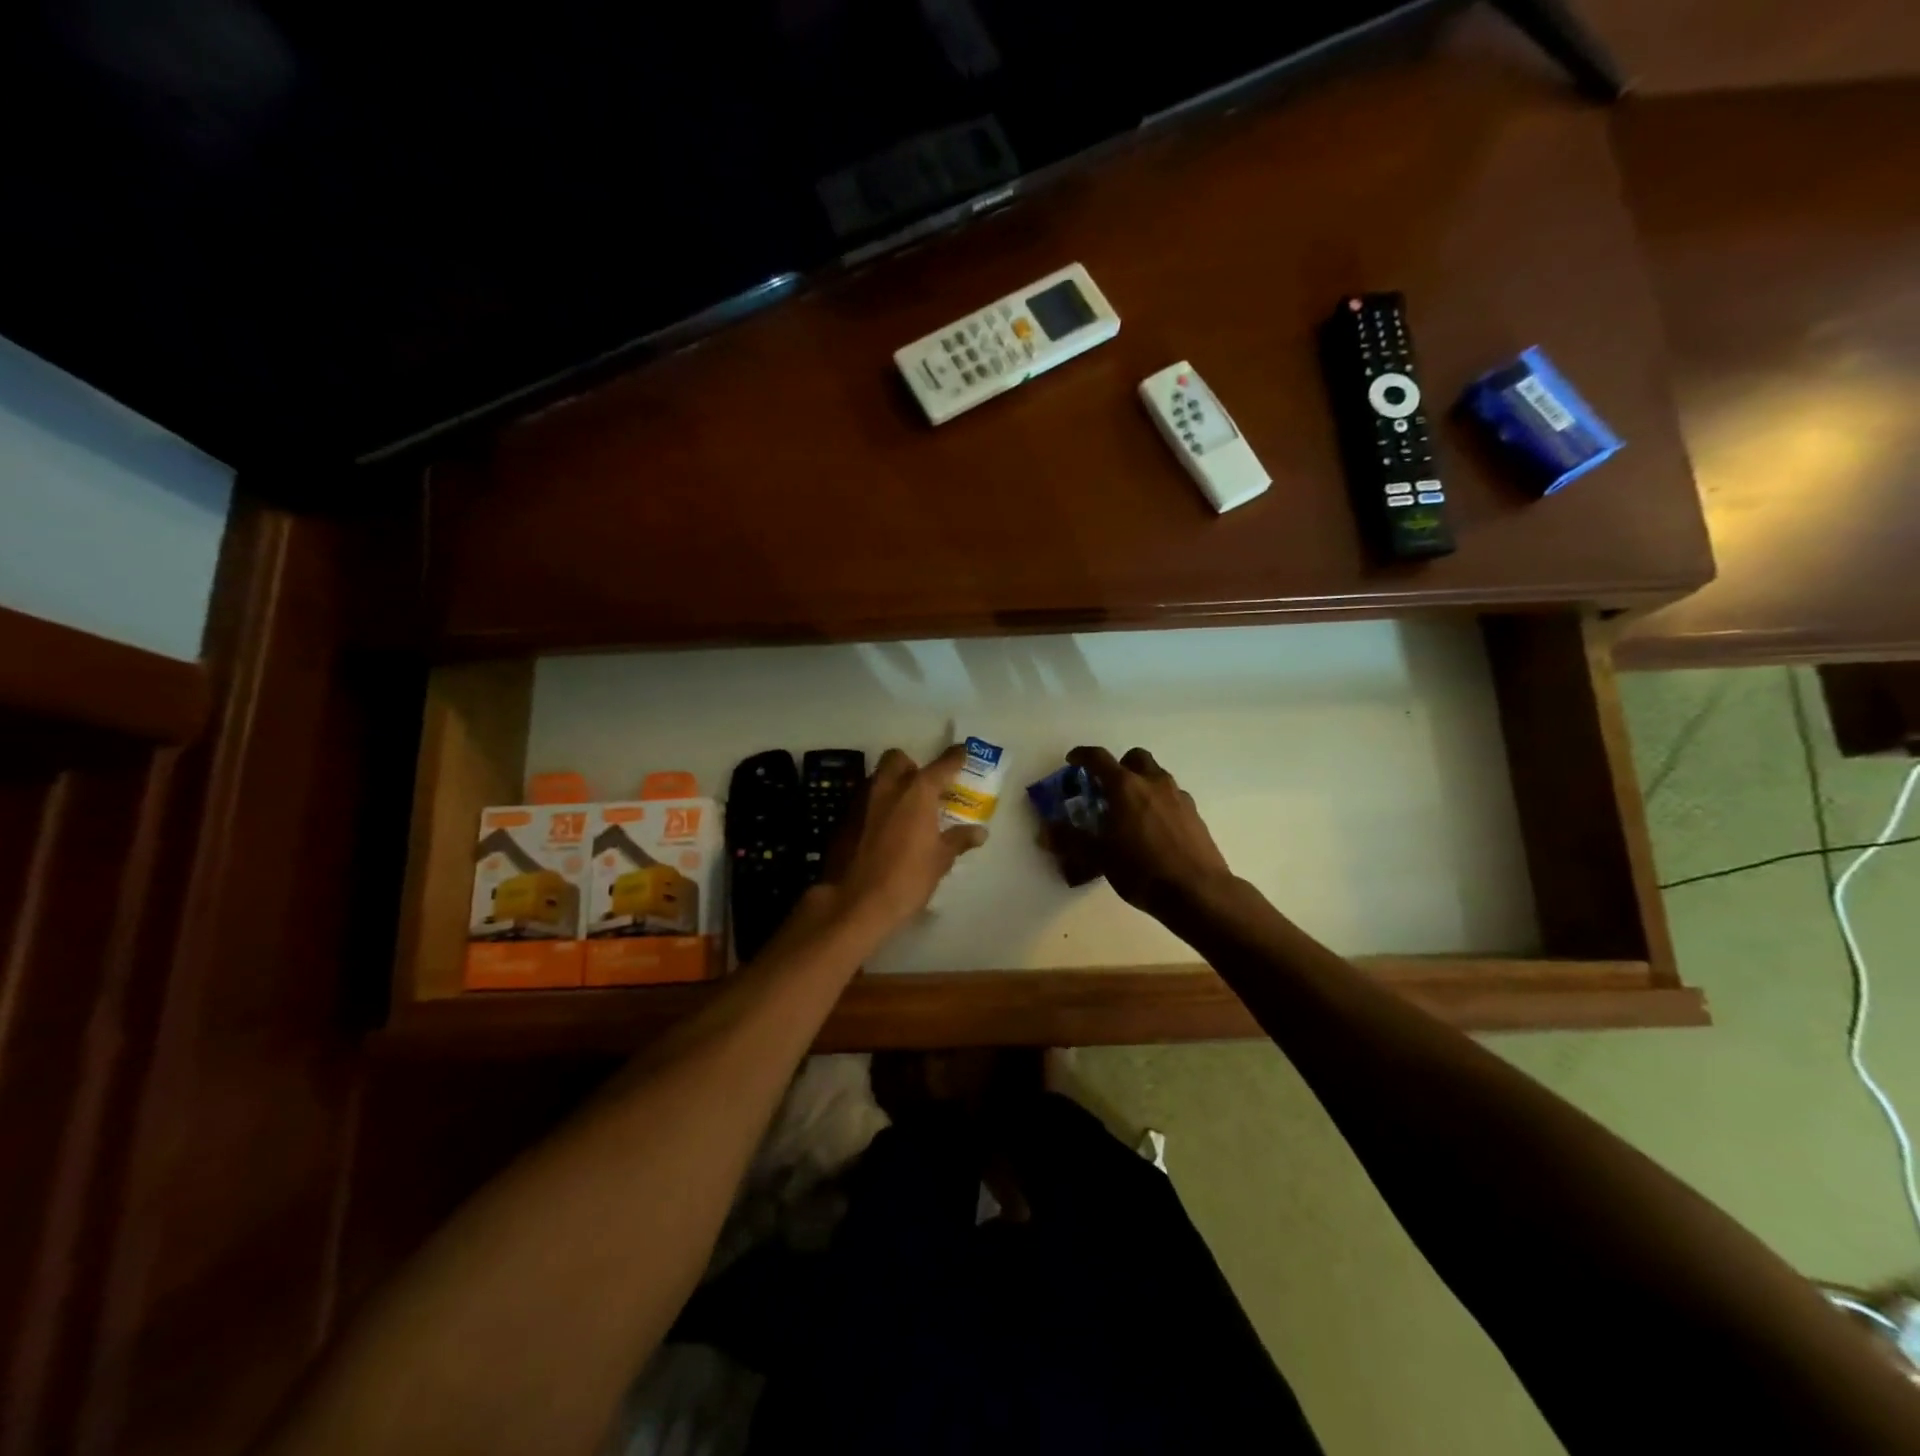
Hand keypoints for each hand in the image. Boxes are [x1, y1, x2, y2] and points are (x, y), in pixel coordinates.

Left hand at [818, 745, 986, 937]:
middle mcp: (887, 787)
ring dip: (891, 786)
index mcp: (917, 792)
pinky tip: (882, 831)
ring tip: (903, 811)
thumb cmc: (906, 879)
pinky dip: (875, 807)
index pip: (942, 764)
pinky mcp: (842, 818)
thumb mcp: (940, 861)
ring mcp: (860, 800)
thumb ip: (958, 840)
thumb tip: (979, 832)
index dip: (956, 757)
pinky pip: (863, 801)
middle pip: (898, 759)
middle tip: (923, 789)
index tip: (963, 753)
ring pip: (877, 779)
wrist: (854, 903)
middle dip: (911, 766)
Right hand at [1043, 746, 1233, 920]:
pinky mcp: (1195, 814)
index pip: (1099, 758)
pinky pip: (1172, 797)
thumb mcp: (1099, 857)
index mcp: (1126, 786)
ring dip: (1141, 784)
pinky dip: (1158, 803)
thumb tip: (1044, 832)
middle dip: (1119, 766)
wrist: (1198, 892)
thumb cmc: (1142, 870)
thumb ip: (1070, 841)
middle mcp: (1153, 782)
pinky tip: (1154, 830)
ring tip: (1129, 812)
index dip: (1082, 756)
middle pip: (1135, 758)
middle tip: (1107, 788)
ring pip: (1156, 776)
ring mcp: (1178, 797)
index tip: (1072, 760)